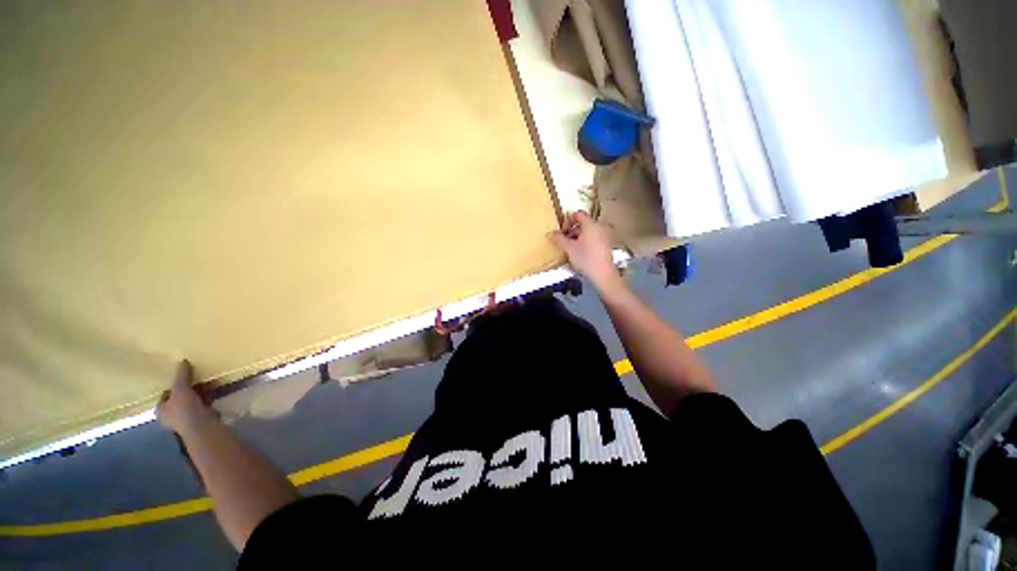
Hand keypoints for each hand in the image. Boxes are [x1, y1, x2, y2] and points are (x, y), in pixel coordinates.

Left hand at [157, 360, 213, 432]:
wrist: (201, 425)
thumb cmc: (184, 409)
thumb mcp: (180, 388)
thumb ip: (181, 375)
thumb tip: (182, 361)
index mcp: (161, 409)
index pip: (165, 395)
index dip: (173, 385)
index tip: (183, 377)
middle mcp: (171, 415)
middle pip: (180, 397)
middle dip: (190, 388)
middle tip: (198, 377)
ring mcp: (187, 418)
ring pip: (193, 400)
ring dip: (201, 392)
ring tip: (209, 381)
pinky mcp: (201, 418)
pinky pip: (204, 404)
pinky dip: (208, 397)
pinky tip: (215, 390)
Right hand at [550, 211, 622, 292]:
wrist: (603, 274)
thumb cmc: (586, 258)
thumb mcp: (569, 248)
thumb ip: (559, 239)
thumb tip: (551, 234)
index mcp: (591, 224)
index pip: (578, 214)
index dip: (568, 221)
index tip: (562, 232)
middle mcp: (600, 227)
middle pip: (583, 223)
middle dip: (572, 231)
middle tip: (564, 241)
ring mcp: (605, 236)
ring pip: (588, 232)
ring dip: (578, 237)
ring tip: (571, 248)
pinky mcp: (607, 245)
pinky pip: (594, 238)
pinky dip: (586, 242)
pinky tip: (580, 253)